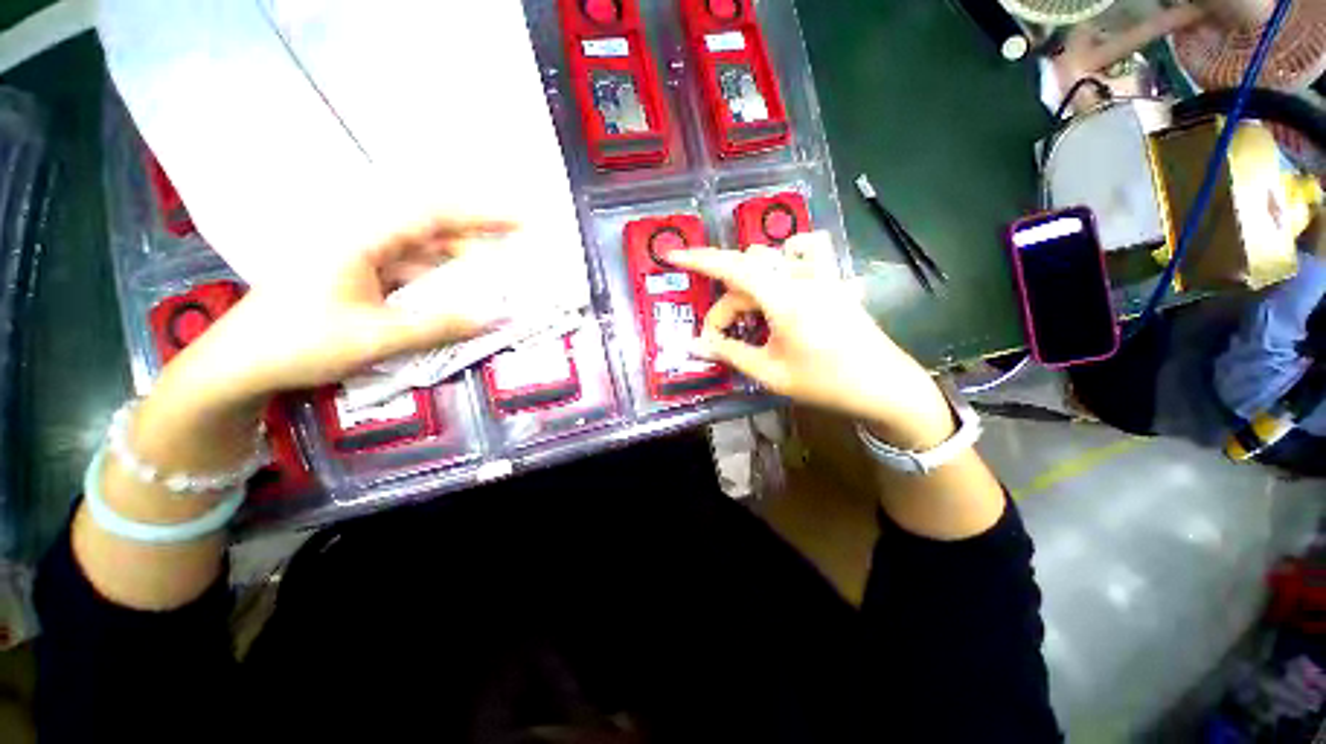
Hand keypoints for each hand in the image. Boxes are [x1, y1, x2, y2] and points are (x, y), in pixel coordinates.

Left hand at [161, 215, 517, 409]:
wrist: (239, 366)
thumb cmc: (299, 344)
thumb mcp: (377, 338)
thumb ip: (441, 326)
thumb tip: (496, 318)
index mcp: (361, 239)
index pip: (432, 215)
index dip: (480, 216)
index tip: (520, 222)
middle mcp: (363, 241)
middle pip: (432, 234)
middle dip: (476, 248)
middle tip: (514, 265)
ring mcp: (359, 261)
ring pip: (422, 258)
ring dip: (459, 271)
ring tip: (494, 287)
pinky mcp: (358, 280)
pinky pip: (409, 277)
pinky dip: (437, 288)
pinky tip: (458, 302)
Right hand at [667, 232, 952, 445]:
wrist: (885, 387)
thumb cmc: (825, 383)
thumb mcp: (770, 373)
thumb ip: (729, 353)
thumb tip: (694, 344)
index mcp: (784, 298)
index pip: (732, 267)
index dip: (699, 259)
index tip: (674, 255)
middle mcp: (803, 277)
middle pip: (748, 272)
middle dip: (727, 303)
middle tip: (721, 337)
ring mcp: (824, 276)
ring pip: (776, 255)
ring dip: (754, 278)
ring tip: (752, 312)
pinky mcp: (836, 282)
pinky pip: (809, 256)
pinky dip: (789, 263)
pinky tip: (788, 289)